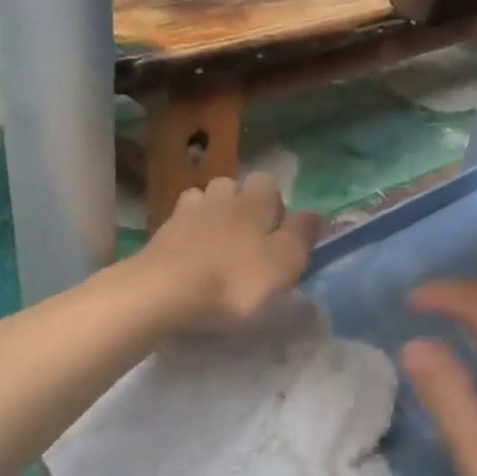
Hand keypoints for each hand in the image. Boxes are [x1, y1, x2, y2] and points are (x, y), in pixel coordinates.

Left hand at [141, 172, 323, 329]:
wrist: (164, 292)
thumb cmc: (235, 280)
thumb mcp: (285, 263)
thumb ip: (302, 235)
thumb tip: (316, 213)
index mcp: (254, 201)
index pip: (269, 183)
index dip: (275, 204)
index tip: (277, 232)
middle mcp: (220, 197)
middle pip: (232, 187)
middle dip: (240, 205)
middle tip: (247, 240)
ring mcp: (185, 213)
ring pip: (202, 201)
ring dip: (210, 216)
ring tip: (215, 246)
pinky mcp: (159, 235)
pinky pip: (179, 226)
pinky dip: (187, 236)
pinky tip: (190, 257)